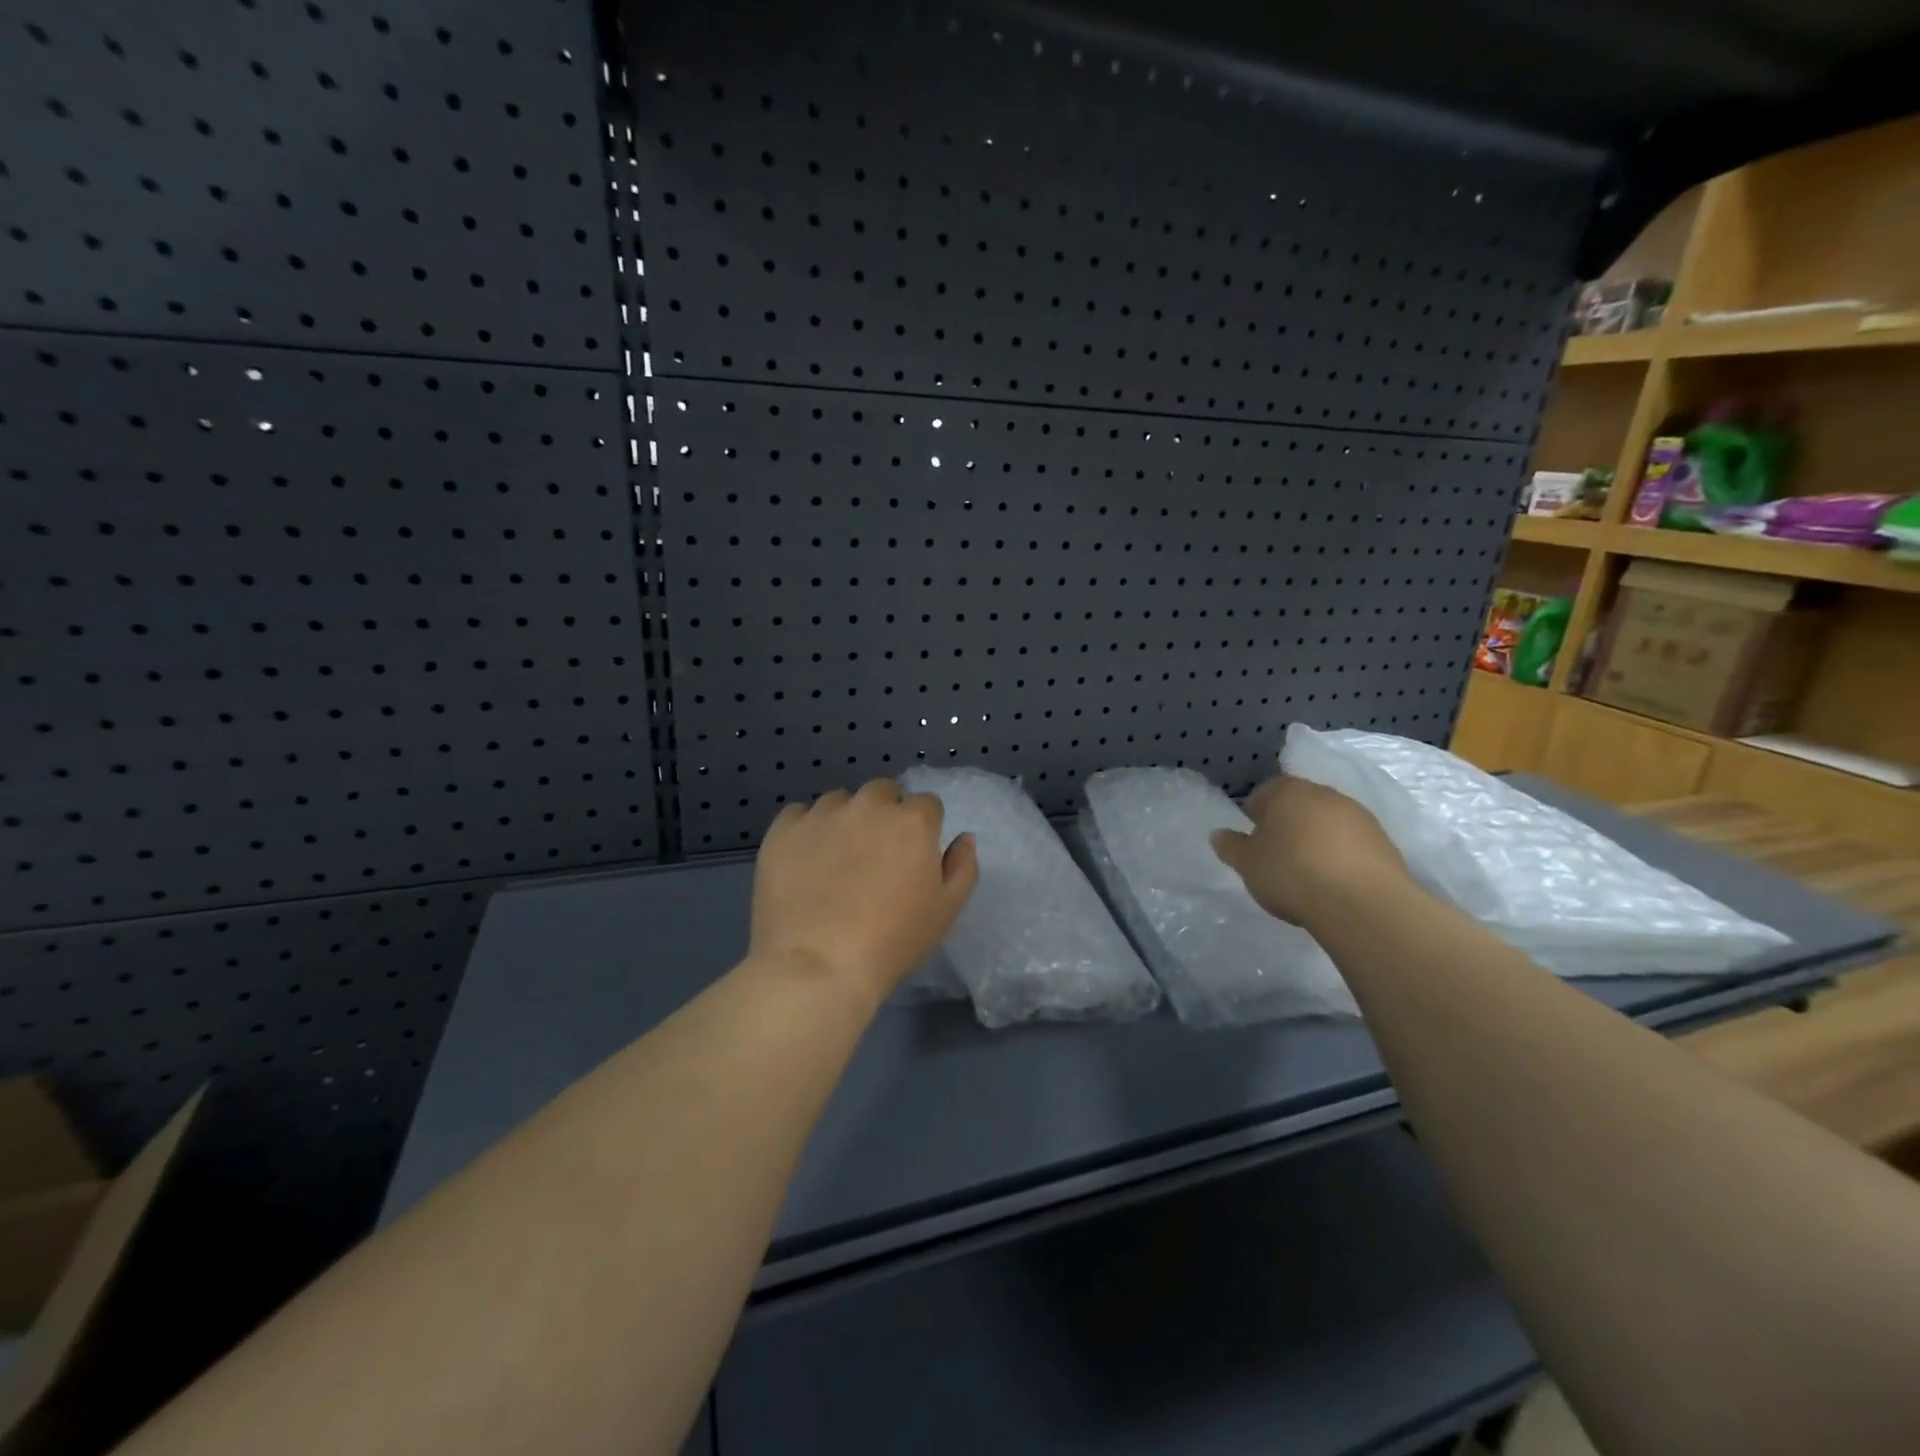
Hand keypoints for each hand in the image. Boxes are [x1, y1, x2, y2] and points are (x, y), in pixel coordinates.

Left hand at [749, 780, 979, 1004]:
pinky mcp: (783, 831)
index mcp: (911, 821)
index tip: (912, 857)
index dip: (922, 828)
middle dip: (885, 813)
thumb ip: (962, 866)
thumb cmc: (893, 941)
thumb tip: (963, 837)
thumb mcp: (946, 910)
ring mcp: (821, 815)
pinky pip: (798, 815)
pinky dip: (805, 830)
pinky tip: (804, 860)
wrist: (818, 965)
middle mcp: (868, 806)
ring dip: (845, 818)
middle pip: (882, 792)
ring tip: (836, 858)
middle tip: (876, 854)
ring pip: (839, 801)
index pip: (926, 805)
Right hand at [1211, 774, 1409, 930]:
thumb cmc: (1292, 873)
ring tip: (1308, 872)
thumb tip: (1218, 834)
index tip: (1251, 837)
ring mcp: (1359, 817)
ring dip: (1318, 839)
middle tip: (1277, 854)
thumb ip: (1231, 846)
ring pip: (1328, 822)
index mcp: (1288, 792)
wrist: (1362, 903)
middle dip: (1288, 823)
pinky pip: (1353, 844)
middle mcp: (1326, 794)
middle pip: (1300, 804)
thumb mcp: (1248, 864)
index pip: (1265, 791)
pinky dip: (1342, 856)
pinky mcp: (1384, 843)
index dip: (1255, 812)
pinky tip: (1334, 882)